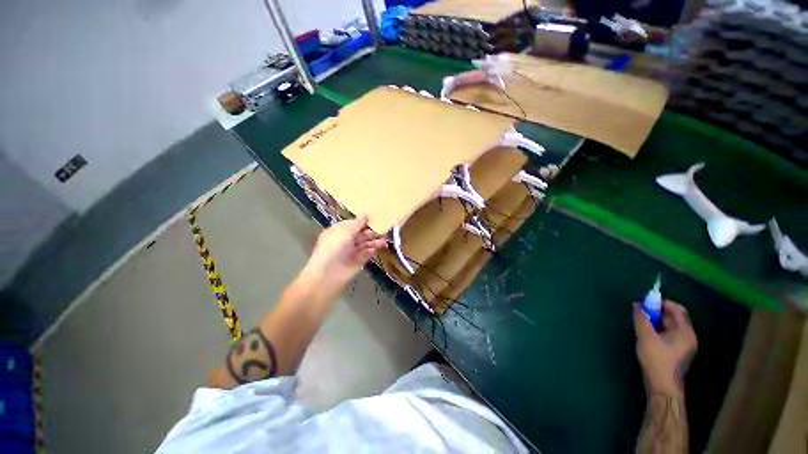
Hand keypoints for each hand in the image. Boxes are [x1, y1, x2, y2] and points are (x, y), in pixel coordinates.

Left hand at [303, 215, 385, 289]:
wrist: (328, 274)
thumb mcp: (344, 231)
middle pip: (362, 234)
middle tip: (384, 229)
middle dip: (372, 232)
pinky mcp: (358, 262)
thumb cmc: (333, 248)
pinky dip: (373, 250)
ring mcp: (352, 251)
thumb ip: (357, 223)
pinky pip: (367, 254)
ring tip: (384, 240)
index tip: (376, 218)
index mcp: (339, 231)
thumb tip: (365, 215)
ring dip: (374, 241)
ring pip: (366, 244)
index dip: (364, 221)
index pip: (353, 224)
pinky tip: (379, 248)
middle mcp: (346, 240)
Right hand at [633, 301, 697, 394]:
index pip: (677, 310)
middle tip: (641, 313)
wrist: (663, 386)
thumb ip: (641, 319)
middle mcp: (689, 337)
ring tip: (642, 324)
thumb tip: (637, 305)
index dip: (662, 303)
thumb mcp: (645, 336)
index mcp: (685, 331)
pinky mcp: (678, 353)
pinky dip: (659, 331)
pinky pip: (670, 335)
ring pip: (671, 327)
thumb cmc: (656, 359)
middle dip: (658, 313)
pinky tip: (647, 335)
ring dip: (657, 322)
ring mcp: (685, 346)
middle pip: (675, 318)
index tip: (646, 303)